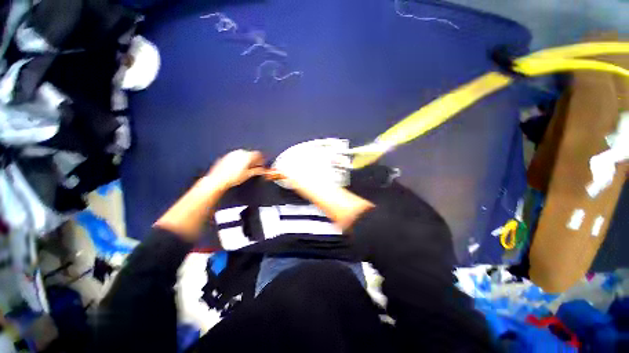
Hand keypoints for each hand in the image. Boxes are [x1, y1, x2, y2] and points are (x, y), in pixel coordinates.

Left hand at [207, 150, 265, 189]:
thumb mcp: (248, 175)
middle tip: (256, 167)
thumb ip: (258, 170)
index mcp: (247, 155)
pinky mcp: (227, 156)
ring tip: (247, 169)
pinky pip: (236, 157)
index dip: (262, 160)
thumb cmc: (232, 178)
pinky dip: (240, 161)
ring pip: (243, 155)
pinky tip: (238, 168)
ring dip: (247, 160)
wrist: (218, 179)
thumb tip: (262, 170)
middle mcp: (240, 152)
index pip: (259, 154)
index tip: (262, 164)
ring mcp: (233, 153)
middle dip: (254, 160)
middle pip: (251, 154)